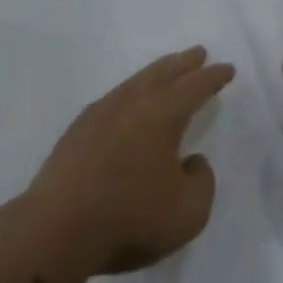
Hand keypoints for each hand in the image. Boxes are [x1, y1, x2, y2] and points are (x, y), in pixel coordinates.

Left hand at [21, 47, 233, 278]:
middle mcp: (132, 102)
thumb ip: (202, 182)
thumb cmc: (129, 218)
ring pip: (136, 82)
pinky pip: (113, 99)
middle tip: (198, 52)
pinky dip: (130, 93)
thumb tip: (191, 161)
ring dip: (156, 73)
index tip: (227, 68)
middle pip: (163, 73)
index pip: (195, 86)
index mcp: (163, 113)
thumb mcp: (188, 213)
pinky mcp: (77, 131)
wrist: (55, 229)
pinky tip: (128, 104)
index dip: (213, 77)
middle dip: (184, 63)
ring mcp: (100, 113)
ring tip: (167, 71)